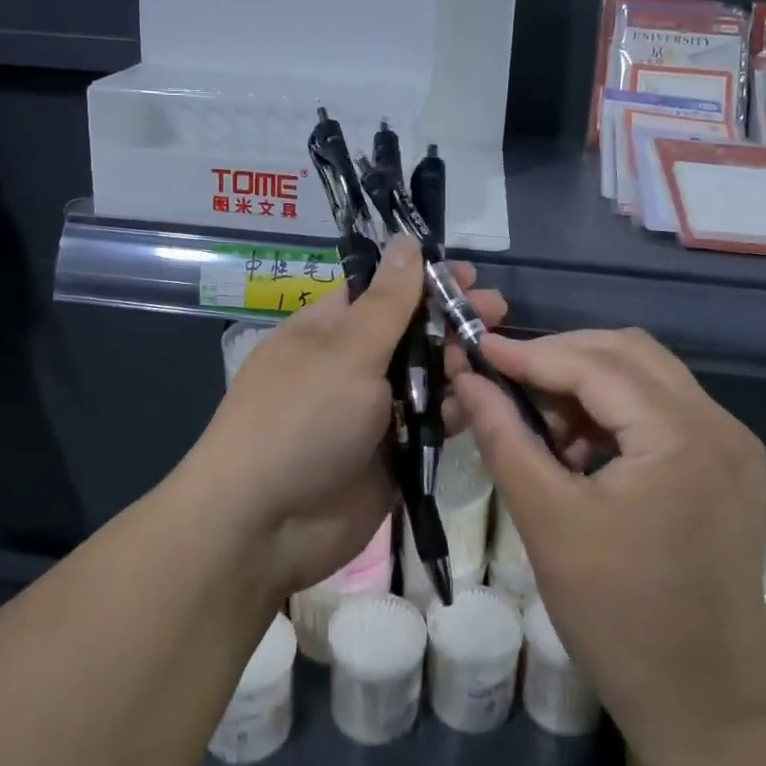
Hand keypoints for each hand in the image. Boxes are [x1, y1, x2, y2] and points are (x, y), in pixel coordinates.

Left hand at [188, 238, 506, 600]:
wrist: (266, 525)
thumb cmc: (302, 417)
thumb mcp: (347, 350)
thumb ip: (388, 301)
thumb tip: (406, 240)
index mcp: (329, 329)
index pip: (382, 290)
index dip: (424, 279)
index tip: (469, 274)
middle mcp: (351, 365)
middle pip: (410, 332)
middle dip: (452, 319)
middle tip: (498, 310)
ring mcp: (372, 412)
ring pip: (425, 378)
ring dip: (460, 364)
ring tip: (499, 352)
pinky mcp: (392, 454)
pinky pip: (430, 424)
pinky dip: (456, 411)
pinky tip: (484, 399)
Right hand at [452, 329, 765, 757]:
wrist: (708, 703)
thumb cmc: (620, 617)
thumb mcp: (547, 520)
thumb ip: (504, 436)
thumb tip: (467, 378)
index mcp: (681, 435)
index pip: (595, 365)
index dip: (530, 353)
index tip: (477, 348)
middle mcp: (718, 423)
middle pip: (628, 353)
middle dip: (560, 356)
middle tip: (505, 378)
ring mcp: (731, 443)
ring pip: (646, 376)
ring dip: (587, 382)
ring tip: (538, 420)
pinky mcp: (727, 465)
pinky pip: (661, 409)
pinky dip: (613, 411)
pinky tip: (576, 447)